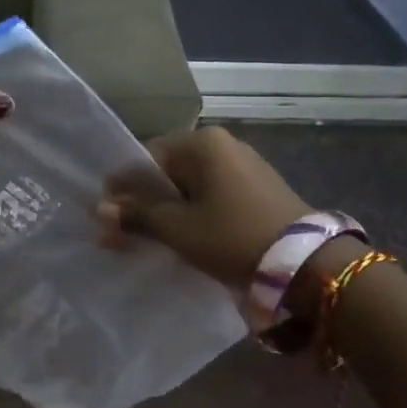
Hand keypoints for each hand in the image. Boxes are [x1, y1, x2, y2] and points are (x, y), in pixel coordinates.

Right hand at [97, 127, 310, 285]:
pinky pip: (211, 196)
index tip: (104, 220)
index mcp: (202, 143)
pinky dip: (192, 215)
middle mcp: (223, 145)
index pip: (145, 158)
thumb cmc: (232, 237)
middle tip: (119, 236)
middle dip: (141, 204)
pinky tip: (181, 238)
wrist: (307, 264)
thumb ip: (137, 216)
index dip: (121, 190)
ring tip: (146, 241)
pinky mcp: (257, 190)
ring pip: (189, 187)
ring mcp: (243, 166)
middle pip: (167, 172)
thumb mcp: (178, 229)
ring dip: (165, 212)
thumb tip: (99, 209)